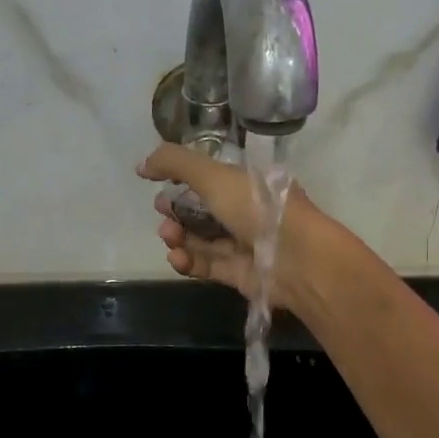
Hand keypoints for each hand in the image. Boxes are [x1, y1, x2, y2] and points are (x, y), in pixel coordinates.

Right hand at [138, 143, 338, 310]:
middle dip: (176, 210)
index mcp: (247, 183)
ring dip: (179, 236)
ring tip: (168, 235)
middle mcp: (247, 212)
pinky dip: (188, 261)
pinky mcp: (239, 274)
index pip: (210, 179)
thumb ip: (175, 163)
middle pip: (202, 211)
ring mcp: (244, 245)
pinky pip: (208, 266)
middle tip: (162, 211)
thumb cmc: (258, 208)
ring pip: (202, 239)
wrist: (297, 259)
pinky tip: (175, 257)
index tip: (157, 183)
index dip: (182, 180)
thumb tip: (141, 165)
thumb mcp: (214, 174)